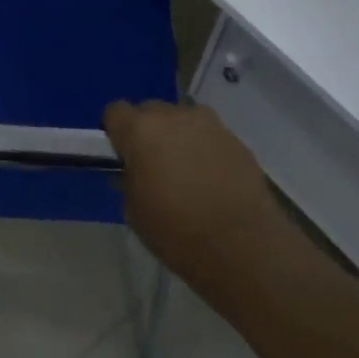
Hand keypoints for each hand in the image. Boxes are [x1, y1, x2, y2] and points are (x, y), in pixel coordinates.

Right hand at [104, 101, 280, 276]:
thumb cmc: (176, 230)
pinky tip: (211, 180)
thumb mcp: (134, 210)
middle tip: (152, 164)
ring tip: (185, 171)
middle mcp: (174, 116)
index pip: (115, 111)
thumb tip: (135, 171)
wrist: (243, 246)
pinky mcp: (236, 139)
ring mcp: (209, 124)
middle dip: (147, 131)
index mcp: (140, 130)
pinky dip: (204, 149)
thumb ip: (129, 180)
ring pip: (182, 120)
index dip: (115, 132)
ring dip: (178, 136)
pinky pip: (209, 135)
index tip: (121, 156)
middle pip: (150, 111)